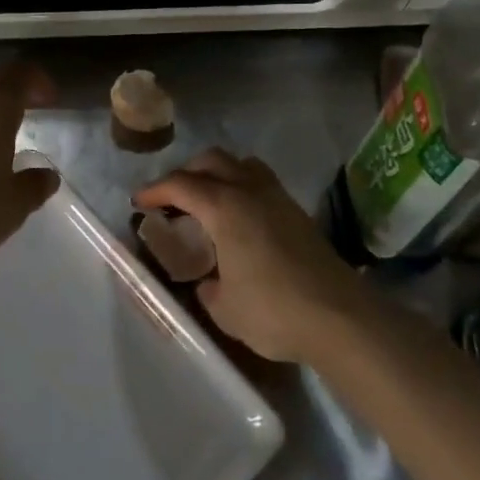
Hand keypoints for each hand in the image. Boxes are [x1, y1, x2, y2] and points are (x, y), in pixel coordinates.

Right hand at [134, 150, 365, 362]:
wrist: (341, 318)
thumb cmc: (273, 311)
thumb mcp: (225, 308)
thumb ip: (208, 289)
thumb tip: (209, 282)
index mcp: (224, 208)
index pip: (180, 185)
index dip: (155, 191)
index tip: (138, 203)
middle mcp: (249, 191)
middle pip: (211, 161)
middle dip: (185, 173)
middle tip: (170, 199)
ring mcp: (278, 198)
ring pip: (241, 164)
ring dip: (217, 173)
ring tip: (206, 201)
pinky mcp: (298, 213)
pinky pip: (261, 182)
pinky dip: (241, 187)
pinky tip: (239, 219)